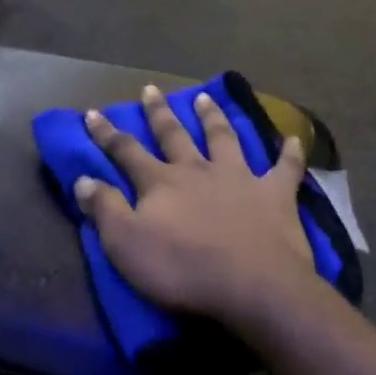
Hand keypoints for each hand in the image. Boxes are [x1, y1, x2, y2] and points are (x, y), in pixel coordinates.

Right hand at [75, 85, 317, 328]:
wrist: (252, 285)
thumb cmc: (183, 269)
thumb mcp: (126, 245)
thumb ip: (105, 209)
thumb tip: (82, 179)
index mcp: (161, 183)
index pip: (126, 151)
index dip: (107, 134)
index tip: (93, 113)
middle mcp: (198, 170)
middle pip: (174, 135)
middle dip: (159, 113)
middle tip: (150, 89)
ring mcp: (240, 178)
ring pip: (224, 138)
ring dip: (213, 117)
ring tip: (205, 98)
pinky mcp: (275, 195)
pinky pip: (285, 169)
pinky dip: (289, 154)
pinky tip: (293, 139)